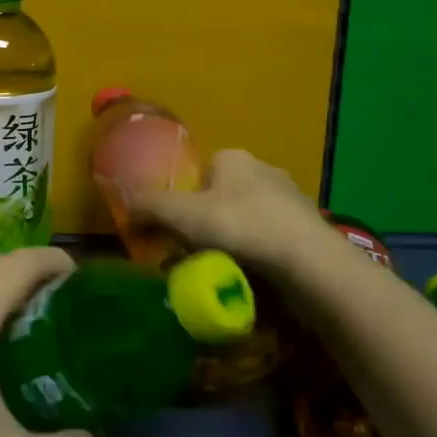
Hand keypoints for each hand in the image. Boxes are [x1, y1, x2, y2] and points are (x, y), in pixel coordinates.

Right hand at [128, 149, 331, 275]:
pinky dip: (258, 258)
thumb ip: (150, 207)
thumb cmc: (241, 226)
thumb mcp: (182, 214)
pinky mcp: (308, 232)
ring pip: (247, 222)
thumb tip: (127, 207)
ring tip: (222, 273)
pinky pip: (270, 242)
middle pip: (221, 199)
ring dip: (232, 244)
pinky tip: (252, 279)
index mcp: (235, 158)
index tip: (177, 230)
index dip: (183, 200)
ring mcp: (292, 201)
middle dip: (206, 226)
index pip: (200, 172)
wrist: (309, 263)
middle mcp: (265, 171)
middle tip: (194, 256)